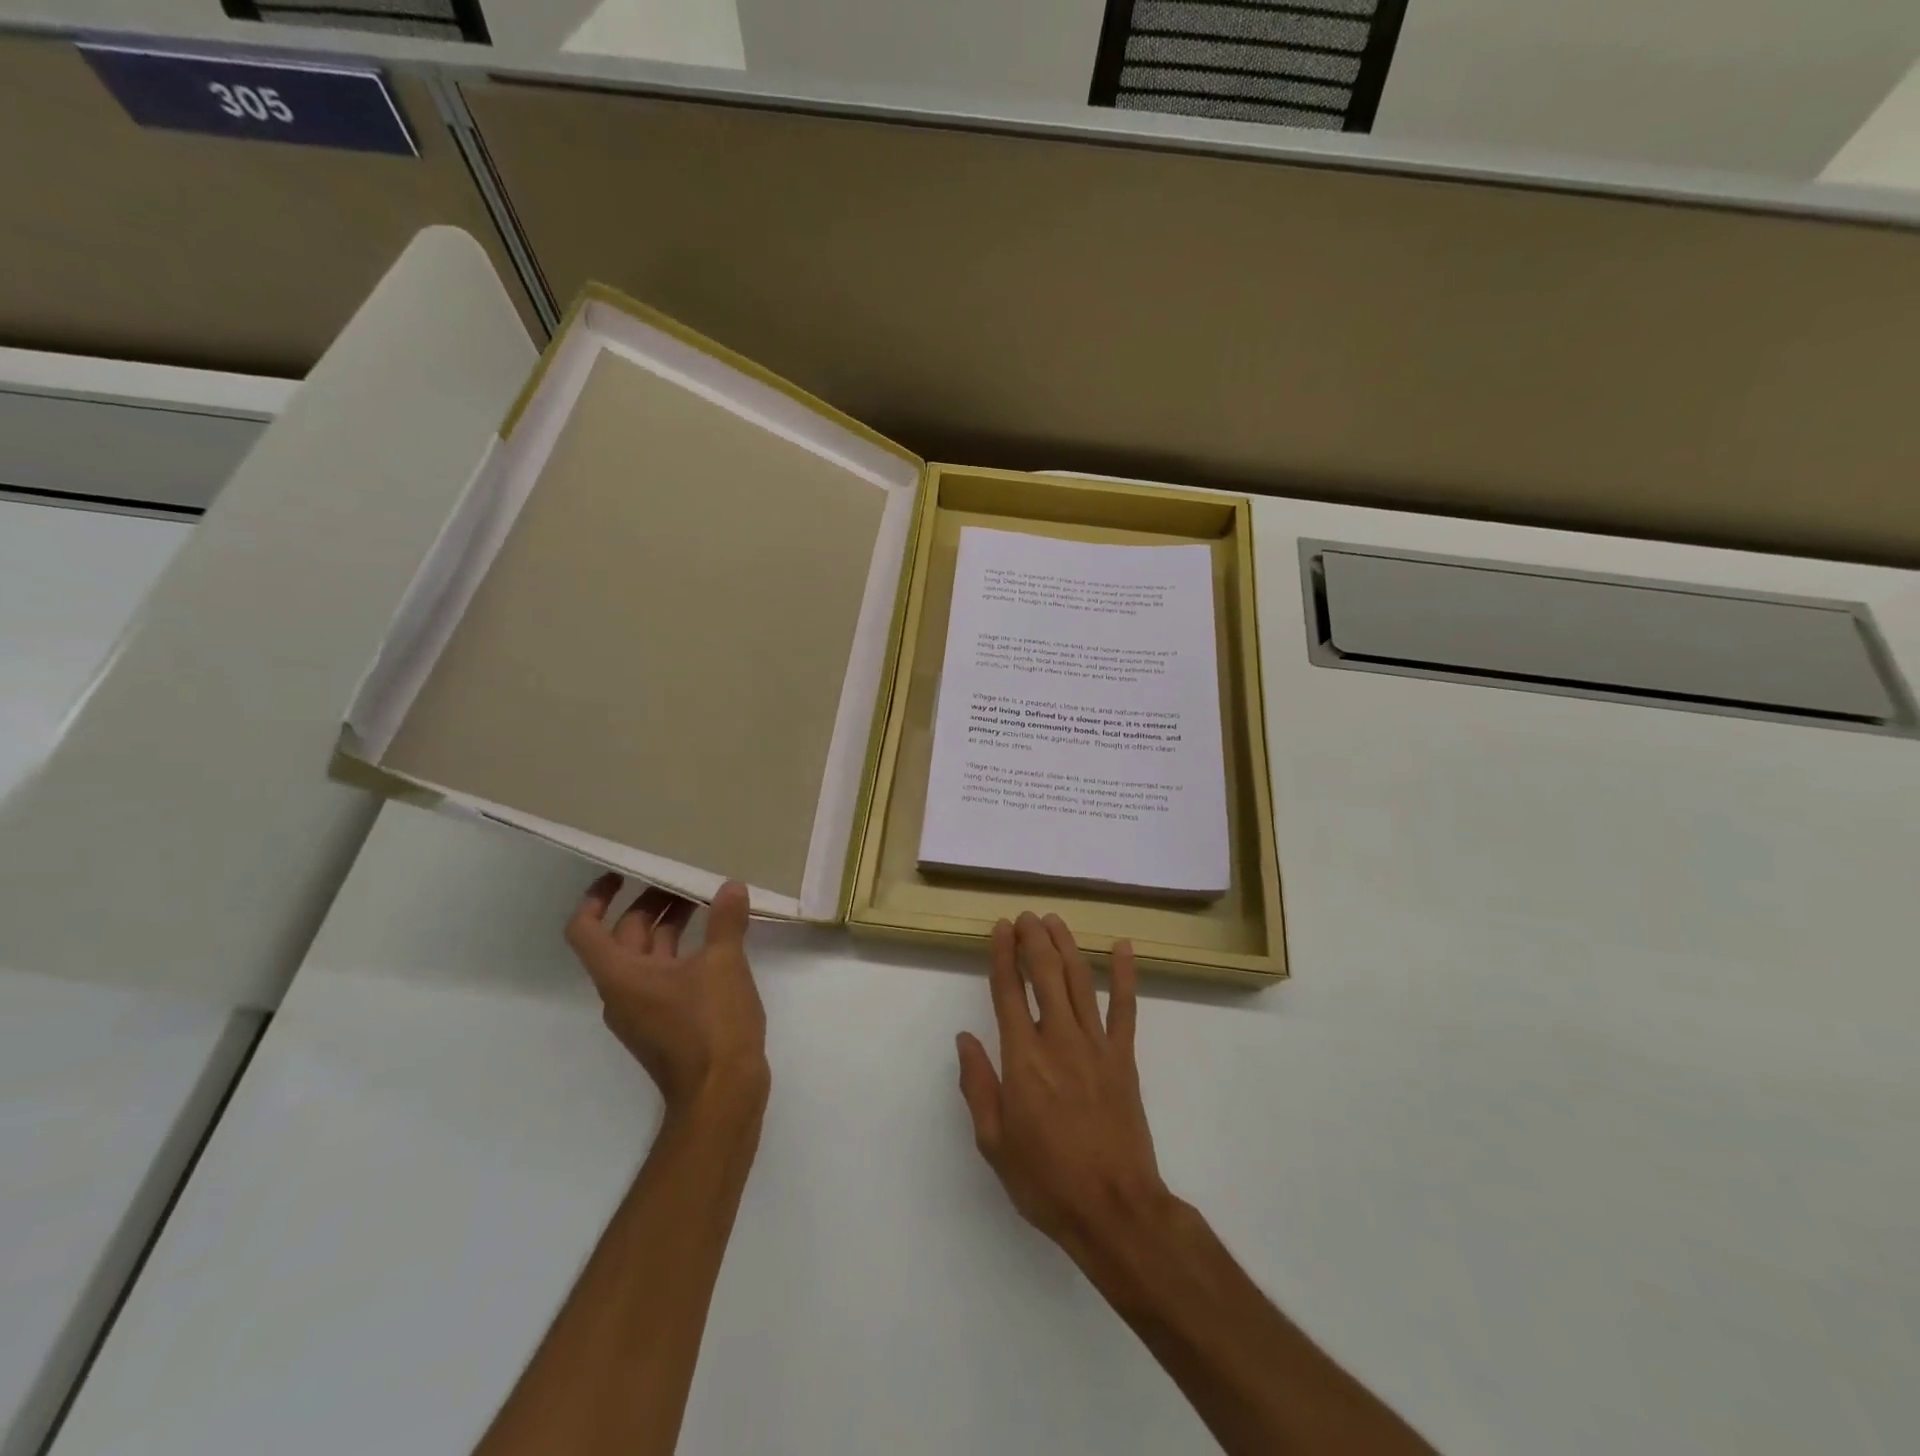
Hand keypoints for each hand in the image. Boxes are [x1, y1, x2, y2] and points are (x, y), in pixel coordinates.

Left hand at [565, 875, 767, 1116]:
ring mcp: (645, 1010)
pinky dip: (682, 951)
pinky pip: (665, 975)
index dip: (596, 898)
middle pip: (623, 937)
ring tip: (705, 903)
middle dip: (649, 904)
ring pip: (648, 956)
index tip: (621, 874)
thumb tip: (731, 887)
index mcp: (621, 975)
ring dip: (669, 926)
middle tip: (682, 880)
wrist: (721, 1095)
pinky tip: (716, 942)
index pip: (586, 929)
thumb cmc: (711, 1026)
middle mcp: (623, 992)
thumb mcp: (723, 965)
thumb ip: (726, 922)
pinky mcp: (666, 1024)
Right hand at [956, 912, 1169, 1269]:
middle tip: (1026, 916)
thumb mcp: (994, 1142)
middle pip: (1045, 974)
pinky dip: (1125, 974)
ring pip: (1079, 981)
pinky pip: (1126, 1008)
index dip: (1003, 955)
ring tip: (1054, 921)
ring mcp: (1095, 1045)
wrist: (1113, 1209)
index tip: (1000, 928)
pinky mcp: (1124, 1058)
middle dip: (1033, 939)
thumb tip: (964, 1039)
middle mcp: (1058, 1040)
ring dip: (1066, 945)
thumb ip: (978, 1085)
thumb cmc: (1046, 1180)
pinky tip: (1122, 947)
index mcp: (1022, 1059)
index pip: (1008, 992)